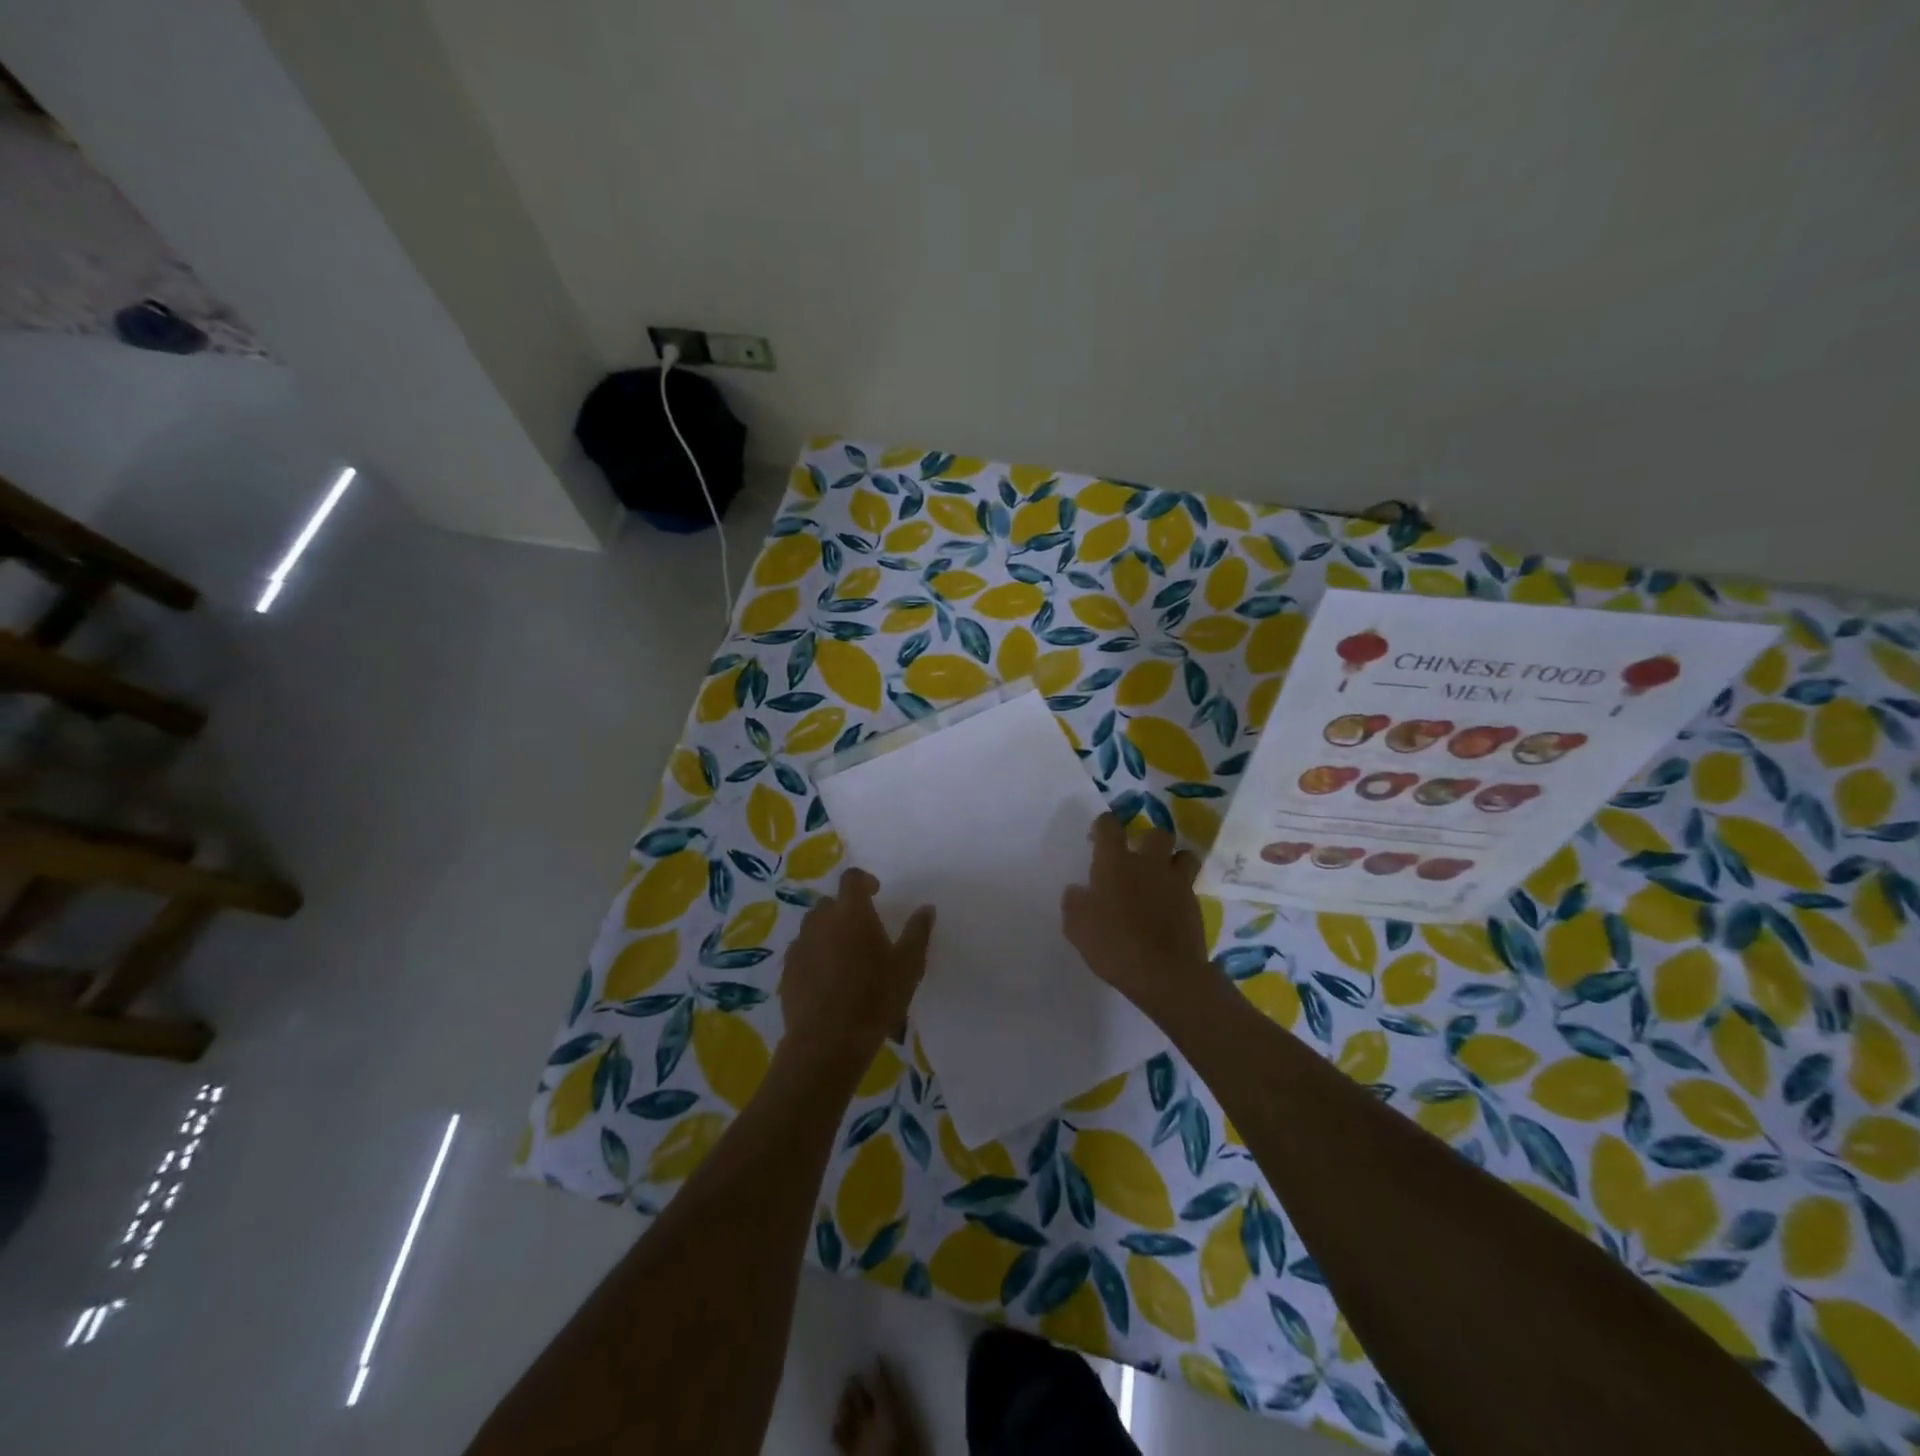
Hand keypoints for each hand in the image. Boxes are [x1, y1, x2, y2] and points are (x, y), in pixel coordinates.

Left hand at [780, 868, 933, 1064]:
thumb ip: (917, 932)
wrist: (828, 1041)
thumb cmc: (875, 998)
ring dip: (828, 931)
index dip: (863, 881)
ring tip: (844, 955)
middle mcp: (821, 920)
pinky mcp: (788, 970)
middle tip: (862, 930)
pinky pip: (802, 951)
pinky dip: (814, 954)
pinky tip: (827, 978)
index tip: (875, 893)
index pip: (852, 879)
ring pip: (813, 926)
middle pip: (830, 902)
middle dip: (845, 909)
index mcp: (852, 912)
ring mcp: (800, 945)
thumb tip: (926, 909)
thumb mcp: (909, 965)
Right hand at [1062, 815, 1222, 1022]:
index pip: (1109, 826)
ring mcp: (1176, 882)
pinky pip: (1189, 886)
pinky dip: (1179, 891)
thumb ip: (1074, 903)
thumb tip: (1078, 891)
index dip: (1102, 826)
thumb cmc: (1114, 945)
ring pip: (1183, 855)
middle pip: (1156, 833)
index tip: (1096, 838)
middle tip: (1135, 858)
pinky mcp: (1195, 904)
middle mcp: (1149, 863)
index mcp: (1115, 862)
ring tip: (1160, 877)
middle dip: (1146, 840)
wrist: (1165, 973)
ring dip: (1172, 861)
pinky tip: (1169, 908)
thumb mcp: (1077, 927)